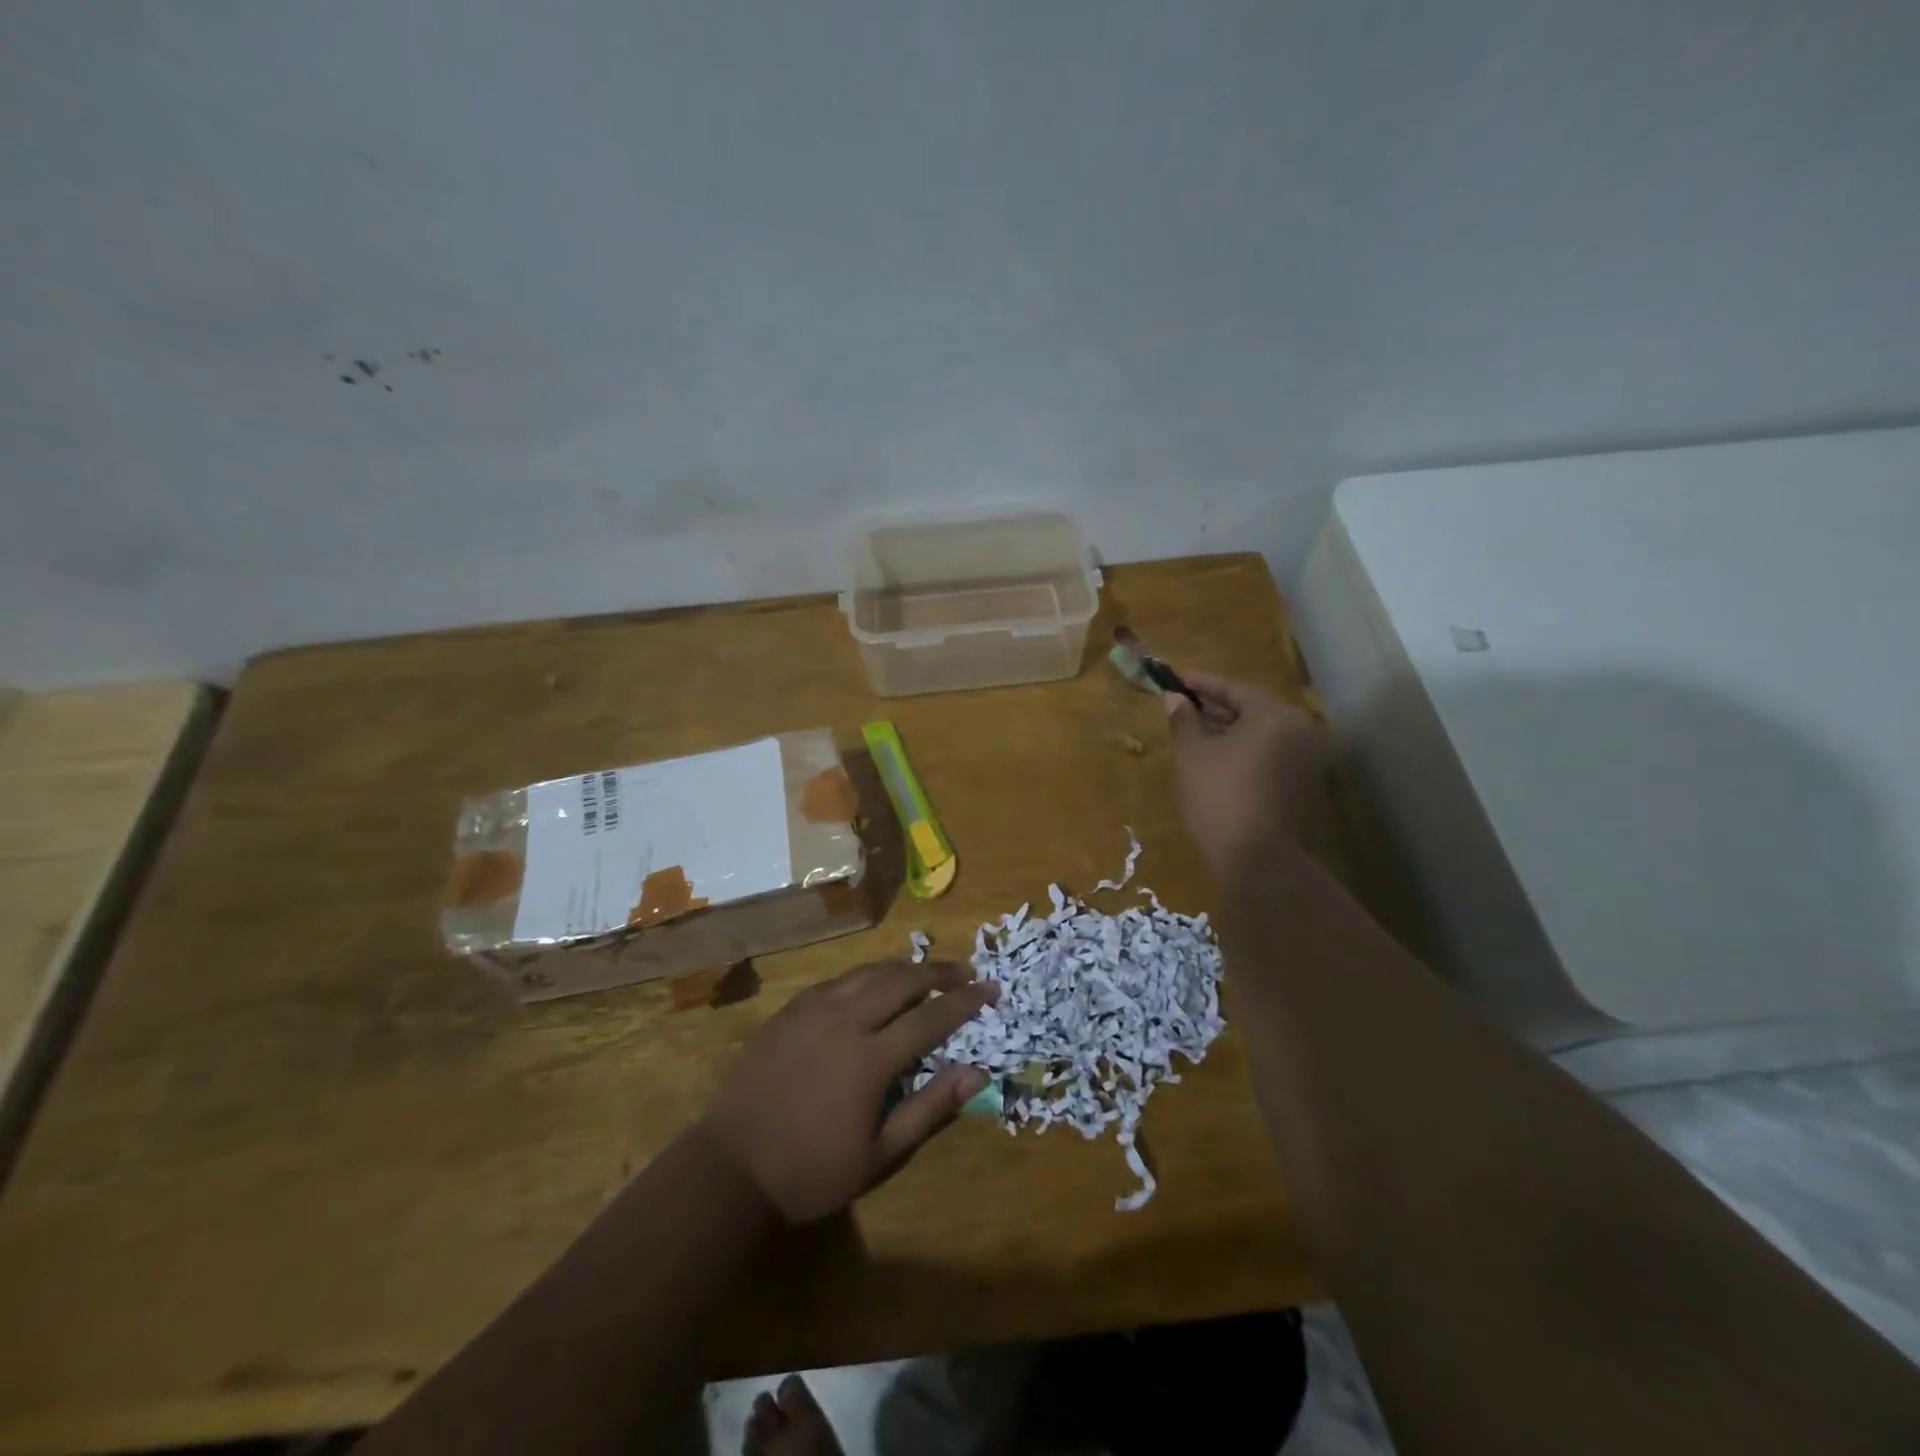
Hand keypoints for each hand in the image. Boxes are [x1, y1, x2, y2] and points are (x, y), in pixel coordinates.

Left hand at [697, 960, 997, 1222]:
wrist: (731, 1167)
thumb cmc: (810, 1170)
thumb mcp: (879, 1154)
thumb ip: (929, 1108)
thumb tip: (977, 1073)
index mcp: (871, 1057)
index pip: (931, 1017)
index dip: (965, 1001)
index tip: (990, 989)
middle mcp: (845, 1019)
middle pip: (901, 980)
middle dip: (938, 972)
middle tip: (964, 972)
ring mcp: (812, 1009)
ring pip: (867, 972)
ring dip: (902, 968)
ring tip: (924, 972)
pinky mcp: (788, 1011)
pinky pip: (836, 980)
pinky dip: (864, 976)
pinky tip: (870, 984)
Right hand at [1164, 671, 1329, 879]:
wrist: (1258, 861)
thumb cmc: (1219, 796)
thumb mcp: (1191, 754)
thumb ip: (1183, 719)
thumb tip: (1175, 698)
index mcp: (1276, 716)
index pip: (1236, 689)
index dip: (1203, 684)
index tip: (1178, 680)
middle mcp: (1300, 732)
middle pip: (1252, 711)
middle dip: (1215, 709)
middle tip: (1183, 707)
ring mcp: (1306, 763)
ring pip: (1259, 737)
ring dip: (1227, 733)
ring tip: (1193, 735)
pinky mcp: (1302, 789)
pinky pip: (1267, 758)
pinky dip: (1242, 754)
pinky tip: (1214, 761)